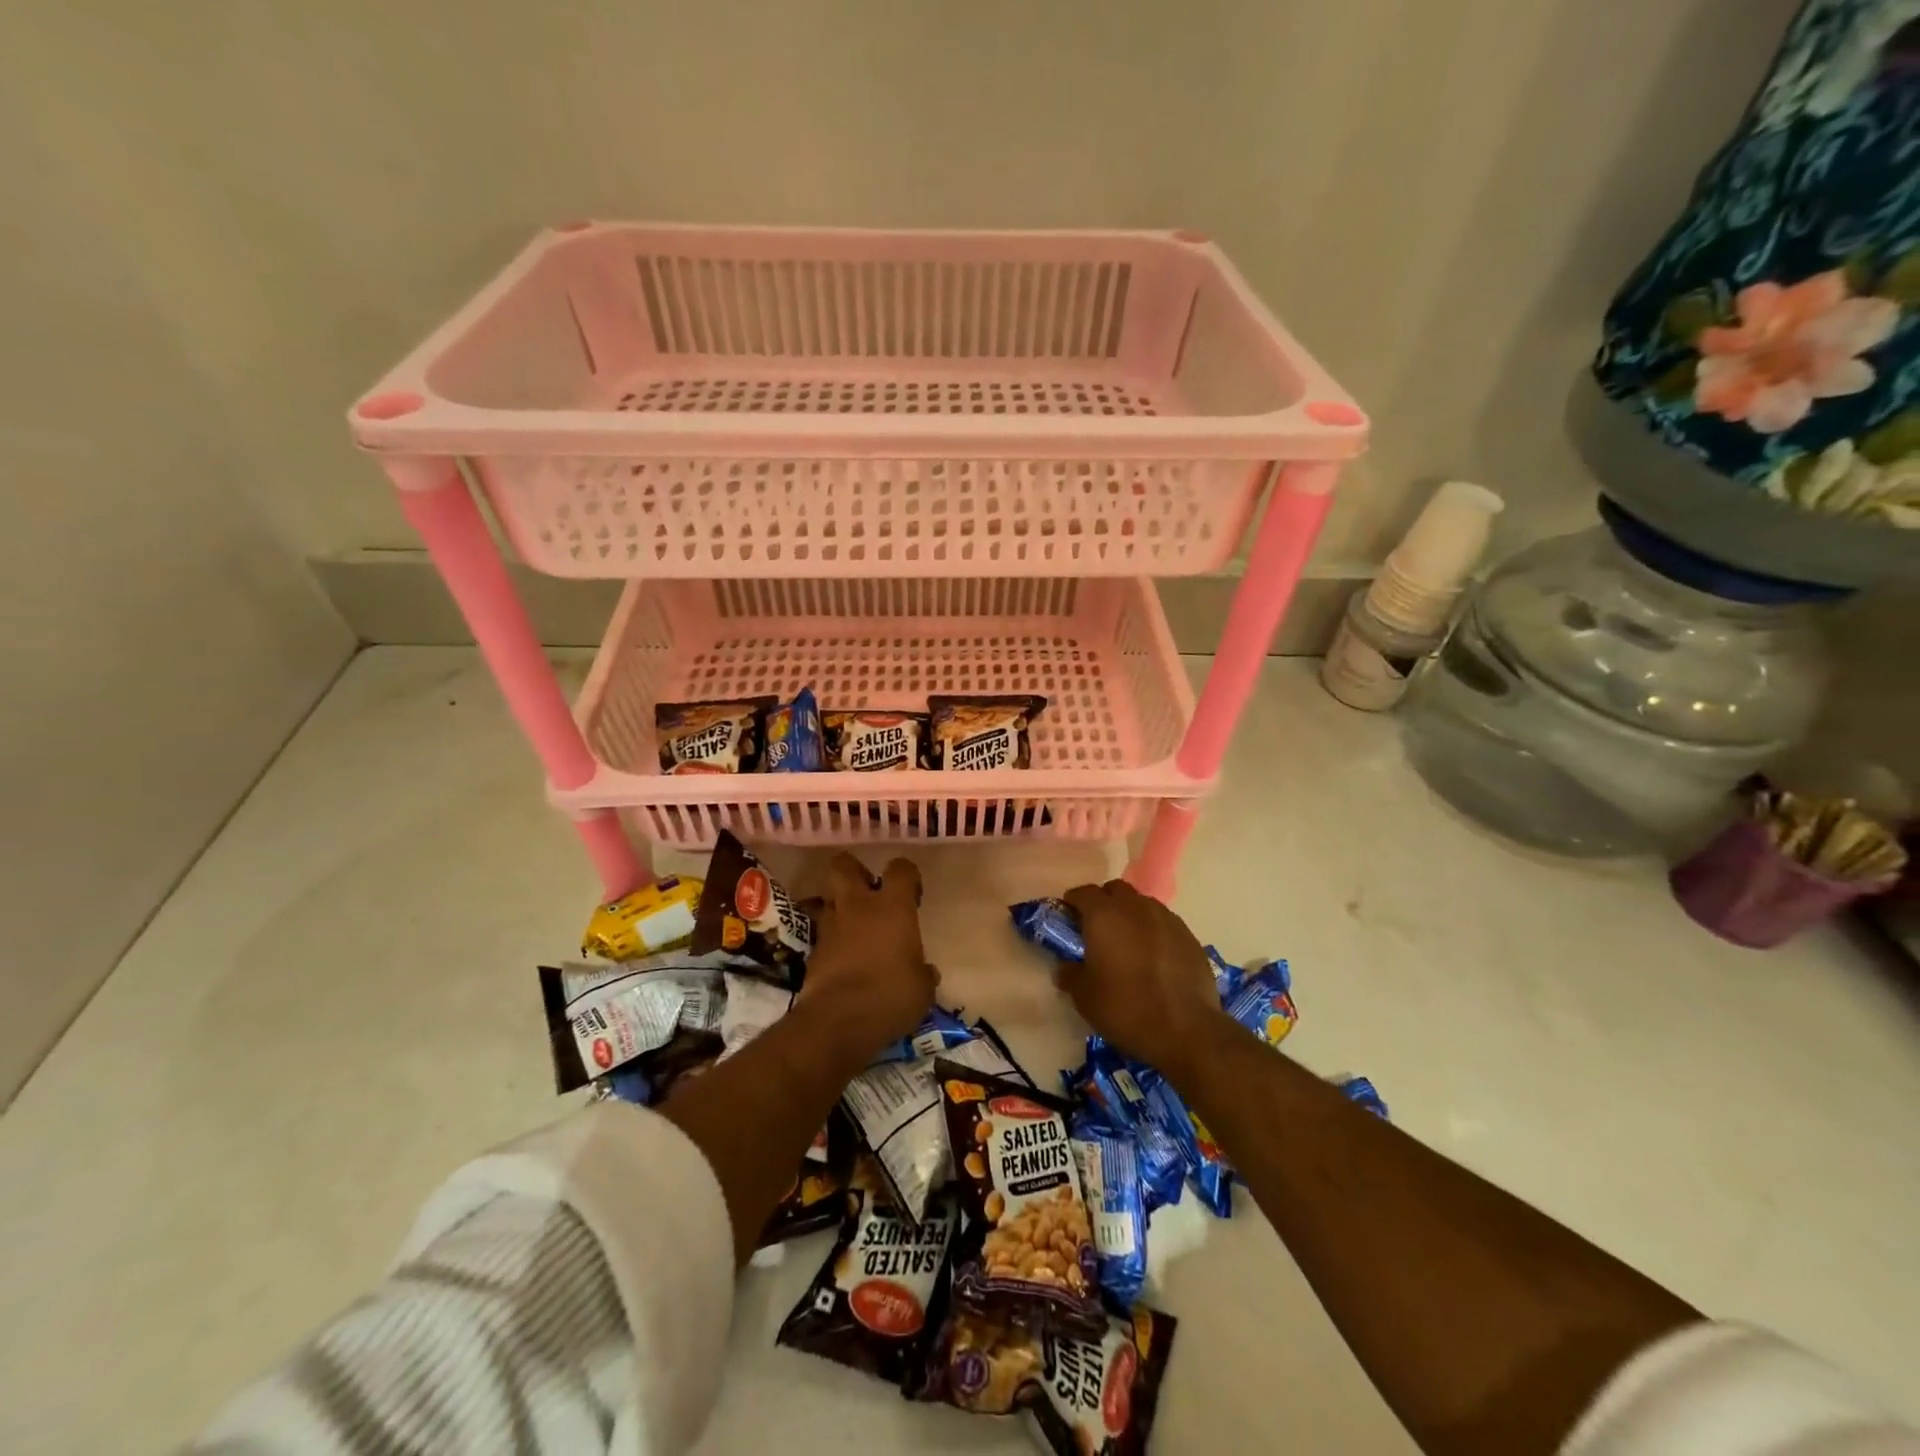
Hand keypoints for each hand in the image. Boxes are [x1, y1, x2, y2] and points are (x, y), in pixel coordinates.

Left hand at [797, 853, 936, 1063]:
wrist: (838, 1021)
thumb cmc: (891, 996)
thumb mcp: (922, 988)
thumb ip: (922, 972)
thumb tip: (925, 971)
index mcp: (892, 907)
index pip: (900, 869)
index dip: (907, 875)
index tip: (912, 895)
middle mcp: (858, 906)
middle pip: (844, 866)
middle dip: (855, 871)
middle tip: (869, 893)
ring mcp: (830, 927)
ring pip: (827, 897)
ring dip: (840, 906)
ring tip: (853, 927)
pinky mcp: (812, 951)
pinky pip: (822, 933)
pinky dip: (831, 940)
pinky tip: (842, 958)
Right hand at [1059, 880, 1227, 1075]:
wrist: (1186, 1030)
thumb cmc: (1125, 1008)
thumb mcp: (1084, 997)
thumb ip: (1070, 974)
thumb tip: (1065, 966)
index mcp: (1104, 915)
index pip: (1083, 893)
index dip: (1072, 903)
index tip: (1068, 920)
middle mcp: (1135, 907)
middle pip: (1115, 890)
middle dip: (1104, 902)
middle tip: (1097, 929)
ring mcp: (1167, 919)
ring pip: (1142, 904)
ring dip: (1130, 915)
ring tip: (1128, 943)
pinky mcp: (1189, 936)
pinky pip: (1164, 923)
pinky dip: (1154, 931)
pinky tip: (1154, 958)